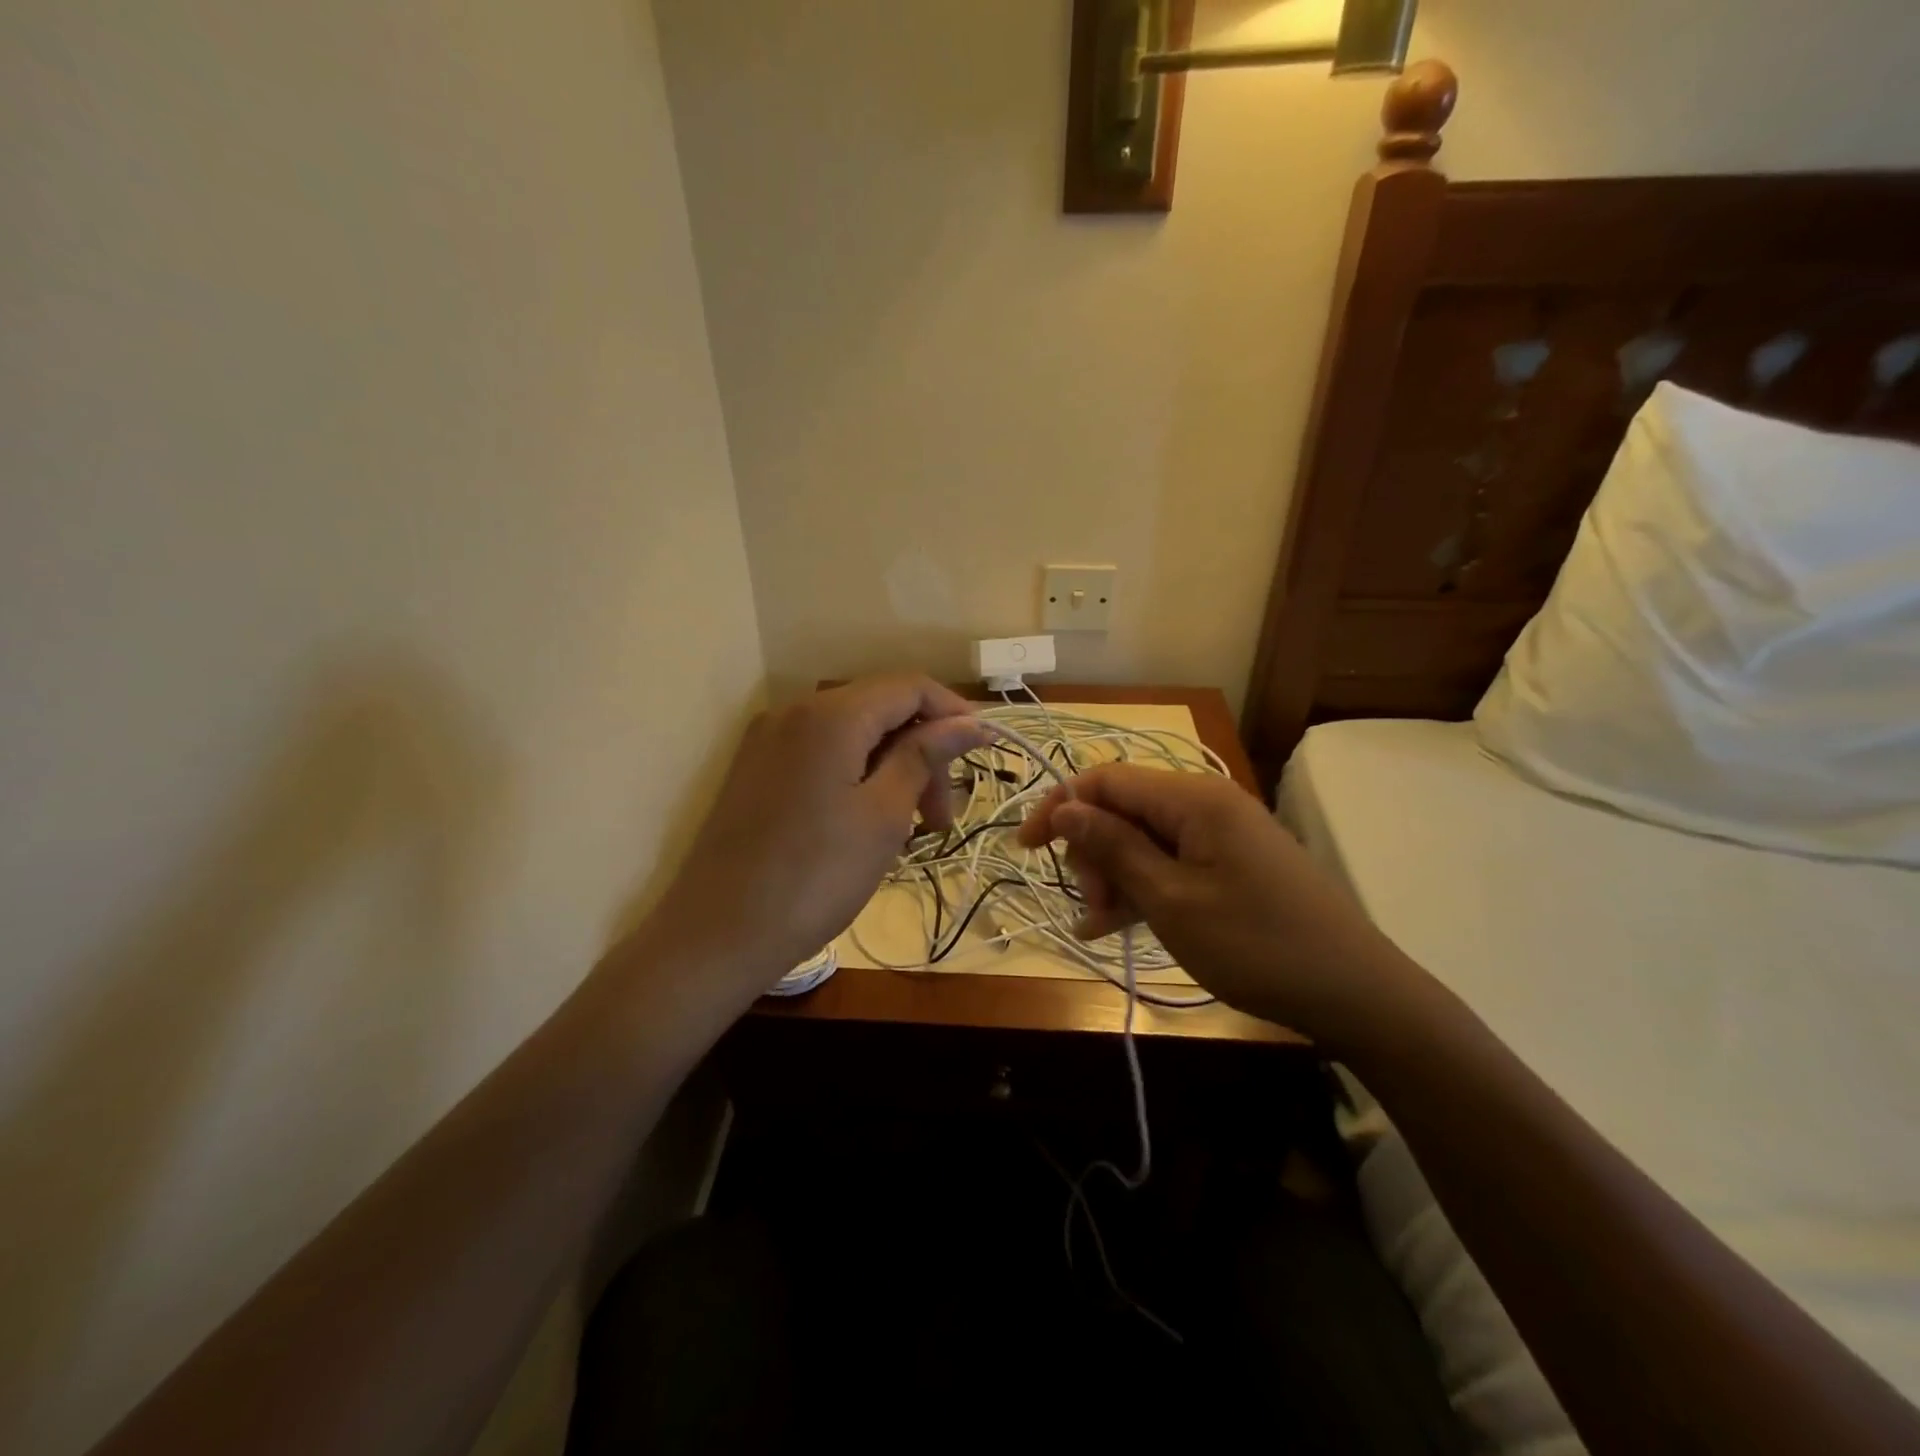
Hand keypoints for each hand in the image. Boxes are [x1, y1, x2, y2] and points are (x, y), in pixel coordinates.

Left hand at [648, 675, 989, 996]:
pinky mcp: (755, 770)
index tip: (982, 757)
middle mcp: (794, 711)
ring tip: (909, 830)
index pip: (909, 687)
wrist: (717, 934)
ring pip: (852, 735)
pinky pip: (821, 755)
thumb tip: (971, 721)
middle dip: (922, 753)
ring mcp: (768, 740)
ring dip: (892, 770)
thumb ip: (925, 755)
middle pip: (880, 710)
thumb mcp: (884, 814)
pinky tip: (867, 823)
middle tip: (940, 820)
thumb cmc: (814, 876)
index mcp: (830, 714)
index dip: (953, 713)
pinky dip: (856, 777)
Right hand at [1017, 764, 1426, 1045]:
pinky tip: (1119, 926)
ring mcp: (1221, 833)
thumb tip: (1064, 807)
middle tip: (1093, 905)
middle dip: (1094, 852)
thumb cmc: (1255, 944)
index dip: (1060, 806)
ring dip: (1115, 875)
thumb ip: (1114, 848)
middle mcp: (1205, 802)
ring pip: (1143, 838)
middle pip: (1123, 808)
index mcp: (1192, 797)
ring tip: (1102, 925)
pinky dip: (1143, 888)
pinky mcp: (1231, 862)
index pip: (1105, 779)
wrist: (1354, 992)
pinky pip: (1171, 861)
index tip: (1027, 848)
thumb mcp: (1171, 900)